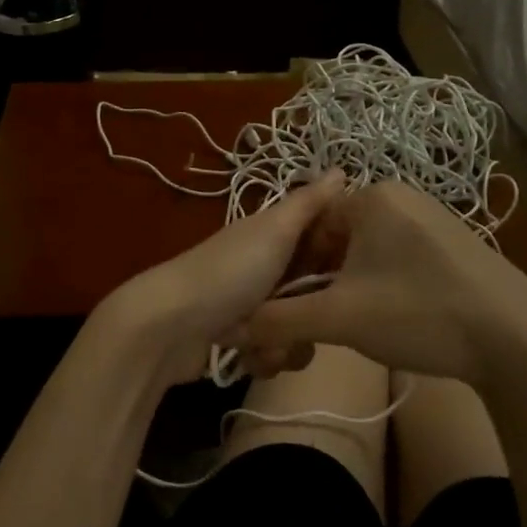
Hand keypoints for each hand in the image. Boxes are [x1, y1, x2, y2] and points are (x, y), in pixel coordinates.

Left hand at [99, 170, 346, 389]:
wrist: (169, 327)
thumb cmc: (229, 273)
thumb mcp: (274, 230)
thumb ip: (309, 203)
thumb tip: (342, 169)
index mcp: (273, 235)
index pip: (324, 239)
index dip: (342, 255)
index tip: (356, 271)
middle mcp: (265, 266)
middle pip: (316, 290)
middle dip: (313, 310)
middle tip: (305, 313)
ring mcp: (253, 305)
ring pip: (299, 327)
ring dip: (286, 340)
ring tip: (264, 339)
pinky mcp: (241, 340)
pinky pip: (275, 352)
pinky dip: (264, 357)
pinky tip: (247, 354)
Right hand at [234, 179, 526, 383]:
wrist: (518, 340)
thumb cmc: (418, 314)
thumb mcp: (338, 318)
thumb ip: (281, 319)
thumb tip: (238, 327)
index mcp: (371, 198)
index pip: (307, 223)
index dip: (291, 265)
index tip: (292, 302)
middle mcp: (402, 196)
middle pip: (338, 236)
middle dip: (323, 277)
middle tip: (325, 318)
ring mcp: (435, 218)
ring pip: (369, 249)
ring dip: (352, 284)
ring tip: (360, 323)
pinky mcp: (459, 244)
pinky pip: (402, 256)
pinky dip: (386, 284)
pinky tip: (399, 318)